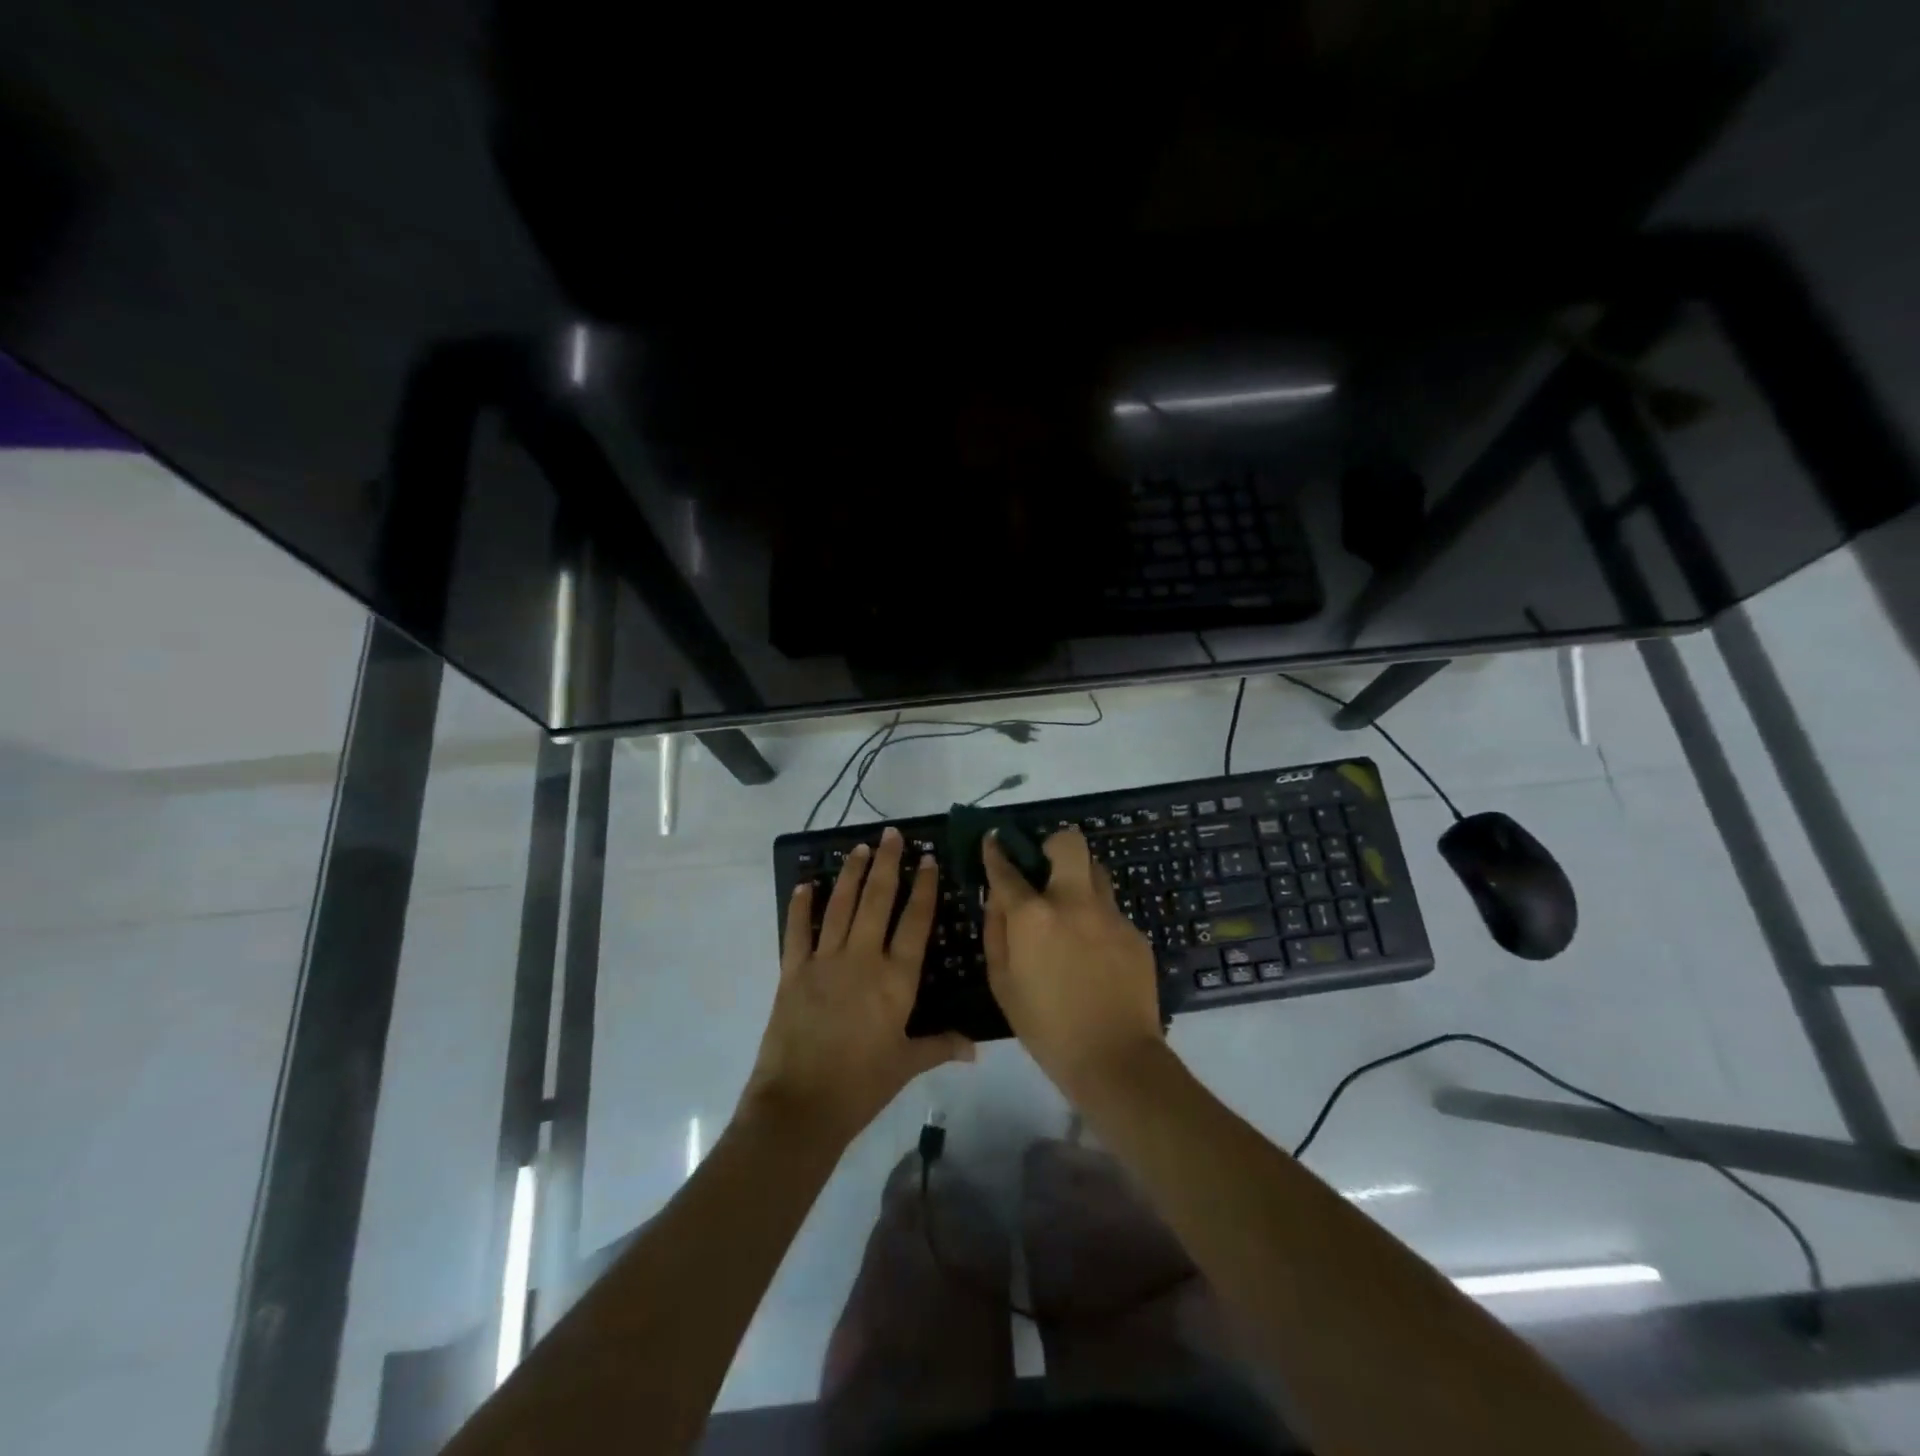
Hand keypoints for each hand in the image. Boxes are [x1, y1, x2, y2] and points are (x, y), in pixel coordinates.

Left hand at [746, 827, 972, 1140]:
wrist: (801, 1105)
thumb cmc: (862, 1085)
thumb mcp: (906, 1064)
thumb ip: (940, 1046)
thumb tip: (976, 1048)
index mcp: (896, 979)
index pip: (915, 922)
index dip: (923, 887)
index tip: (927, 858)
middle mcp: (863, 959)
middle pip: (877, 900)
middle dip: (886, 864)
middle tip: (891, 835)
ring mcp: (825, 962)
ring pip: (840, 906)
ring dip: (850, 874)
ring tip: (858, 847)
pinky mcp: (792, 972)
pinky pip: (797, 931)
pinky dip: (801, 907)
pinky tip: (804, 885)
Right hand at [981, 828, 1163, 1099]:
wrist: (1115, 1059)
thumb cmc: (1046, 1027)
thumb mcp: (1002, 983)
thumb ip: (996, 931)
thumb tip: (997, 898)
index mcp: (1034, 916)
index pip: (1008, 869)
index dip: (996, 851)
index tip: (994, 840)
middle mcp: (1074, 902)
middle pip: (1069, 843)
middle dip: (1053, 844)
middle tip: (1045, 865)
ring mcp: (1110, 915)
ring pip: (1096, 872)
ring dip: (1079, 878)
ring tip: (1071, 909)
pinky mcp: (1135, 932)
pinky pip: (1111, 911)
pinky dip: (1097, 920)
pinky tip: (1094, 954)